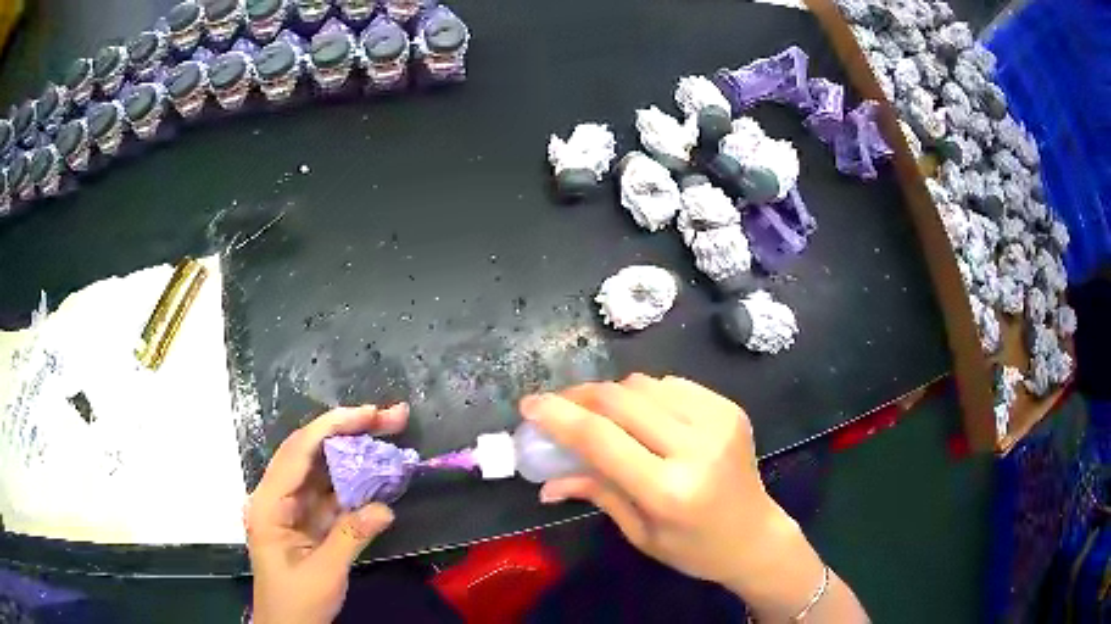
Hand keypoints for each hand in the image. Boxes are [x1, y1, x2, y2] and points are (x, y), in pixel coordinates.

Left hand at [246, 404, 408, 623]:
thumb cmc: (297, 603)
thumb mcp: (324, 573)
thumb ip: (351, 537)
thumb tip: (385, 508)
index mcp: (270, 503)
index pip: (299, 451)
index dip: (333, 427)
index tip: (369, 415)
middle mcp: (278, 495)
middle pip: (312, 451)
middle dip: (349, 430)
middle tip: (391, 417)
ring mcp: (294, 506)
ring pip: (323, 468)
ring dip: (356, 452)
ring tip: (390, 435)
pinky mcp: (308, 519)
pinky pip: (332, 492)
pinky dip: (357, 482)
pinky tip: (380, 473)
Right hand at [520, 375, 863, 620]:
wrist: (756, 535)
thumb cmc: (694, 548)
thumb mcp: (639, 532)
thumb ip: (596, 493)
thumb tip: (546, 481)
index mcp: (669, 489)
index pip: (601, 439)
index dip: (559, 416)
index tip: (529, 405)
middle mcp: (696, 446)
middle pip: (620, 399)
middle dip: (580, 397)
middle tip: (557, 406)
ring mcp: (718, 421)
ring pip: (644, 384)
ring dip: (611, 395)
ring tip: (598, 415)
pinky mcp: (730, 408)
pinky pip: (672, 384)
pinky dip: (645, 395)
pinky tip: (641, 416)